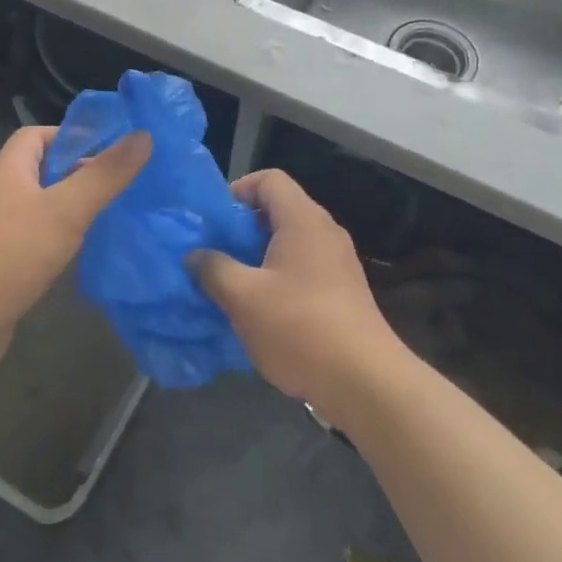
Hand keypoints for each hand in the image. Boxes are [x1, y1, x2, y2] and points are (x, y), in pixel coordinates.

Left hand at [0, 125, 150, 374]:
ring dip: (69, 209)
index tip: (109, 150)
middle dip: (77, 174)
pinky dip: (57, 241)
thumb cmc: (11, 254)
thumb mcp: (66, 209)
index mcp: (8, 170)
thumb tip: (143, 135)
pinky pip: (32, 240)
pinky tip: (79, 254)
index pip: (37, 135)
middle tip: (118, 185)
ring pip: (38, 208)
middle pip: (40, 171)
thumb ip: (105, 175)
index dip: (71, 136)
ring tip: (108, 216)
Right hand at [193, 170, 406, 424]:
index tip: (214, 221)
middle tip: (214, 255)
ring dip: (256, 258)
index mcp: (303, 220)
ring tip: (230, 285)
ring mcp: (338, 263)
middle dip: (241, 229)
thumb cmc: (300, 327)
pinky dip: (277, 279)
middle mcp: (324, 233)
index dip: (238, 190)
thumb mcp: (243, 297)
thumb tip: (196, 256)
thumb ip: (213, 269)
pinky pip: (302, 269)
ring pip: (289, 243)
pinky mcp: (342, 292)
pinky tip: (259, 311)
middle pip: (278, 210)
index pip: (269, 179)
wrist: (365, 381)